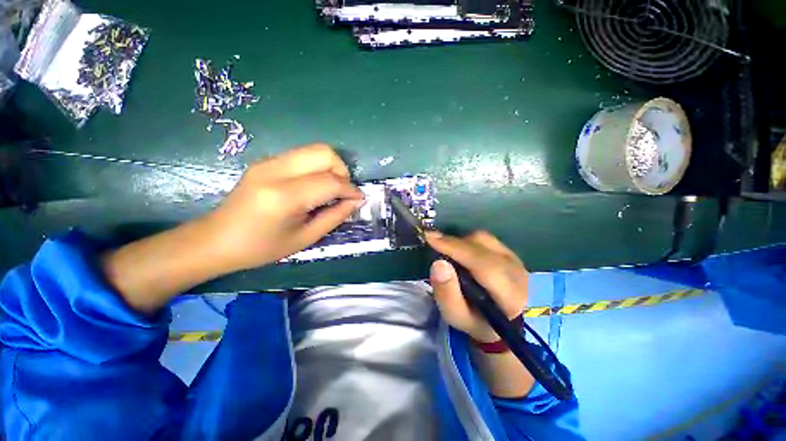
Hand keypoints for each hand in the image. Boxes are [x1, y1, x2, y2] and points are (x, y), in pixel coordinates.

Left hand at [205, 144, 363, 271]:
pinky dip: (317, 168)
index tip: (359, 199)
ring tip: (330, 190)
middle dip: (342, 171)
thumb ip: (335, 216)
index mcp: (284, 196)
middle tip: (343, 192)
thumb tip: (355, 201)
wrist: (216, 240)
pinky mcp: (266, 161)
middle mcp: (276, 170)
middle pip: (324, 153)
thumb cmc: (261, 248)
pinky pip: (303, 156)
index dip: (351, 190)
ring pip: (314, 149)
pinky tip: (314, 187)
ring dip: (331, 167)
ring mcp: (268, 161)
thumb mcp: (305, 238)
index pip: (330, 182)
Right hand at [426, 231, 528, 342]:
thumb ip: (446, 294)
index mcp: (510, 296)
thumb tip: (439, 263)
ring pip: (484, 239)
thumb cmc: (475, 321)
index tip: (431, 239)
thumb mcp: (455, 316)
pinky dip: (468, 242)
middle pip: (483, 246)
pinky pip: (486, 239)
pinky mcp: (511, 253)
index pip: (483, 264)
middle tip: (433, 243)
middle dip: (454, 243)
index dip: (456, 248)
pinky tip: (460, 252)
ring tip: (447, 251)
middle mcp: (518, 273)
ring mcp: (516, 260)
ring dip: (461, 242)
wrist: (499, 322)